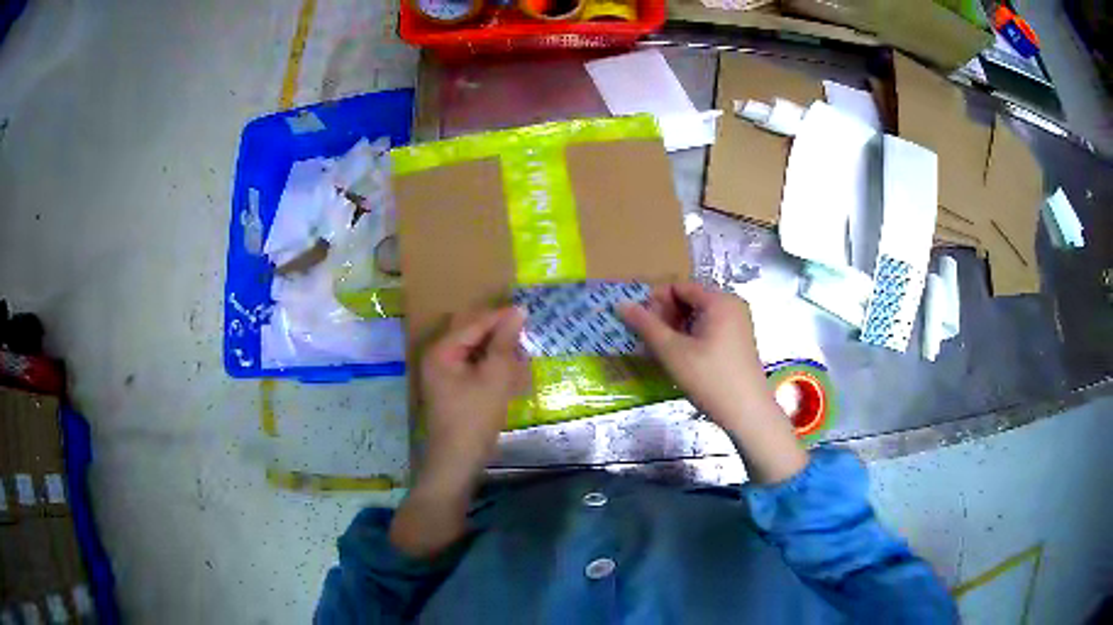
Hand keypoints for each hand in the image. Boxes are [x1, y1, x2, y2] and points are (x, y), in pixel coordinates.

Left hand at [392, 307, 526, 557]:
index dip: (502, 317)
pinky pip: (474, 367)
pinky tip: (511, 375)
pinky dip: (492, 368)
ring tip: (521, 357)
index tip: (530, 313)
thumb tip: (518, 311)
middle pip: (472, 333)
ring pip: (475, 350)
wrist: (457, 462)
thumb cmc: (475, 418)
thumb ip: (505, 342)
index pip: (475, 322)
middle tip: (525, 336)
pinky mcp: (452, 388)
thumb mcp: (495, 377)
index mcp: (442, 349)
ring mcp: (443, 373)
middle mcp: (437, 356)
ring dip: (498, 351)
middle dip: (499, 334)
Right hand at [618, 283, 768, 424]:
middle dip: (666, 316)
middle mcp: (731, 304)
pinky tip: (682, 358)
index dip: (655, 302)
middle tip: (650, 341)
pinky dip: (692, 337)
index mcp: (719, 300)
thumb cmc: (709, 378)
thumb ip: (646, 325)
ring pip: (698, 316)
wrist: (747, 413)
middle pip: (689, 299)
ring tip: (663, 351)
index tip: (640, 325)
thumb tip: (621, 304)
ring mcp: (738, 323)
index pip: (678, 287)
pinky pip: (709, 328)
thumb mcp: (672, 352)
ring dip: (677, 328)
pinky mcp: (738, 340)